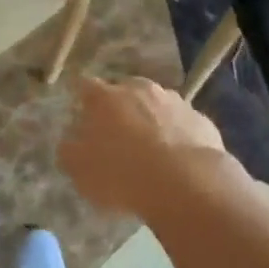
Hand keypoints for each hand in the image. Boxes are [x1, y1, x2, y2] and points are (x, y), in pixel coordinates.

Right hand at [59, 76, 230, 219]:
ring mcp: (173, 100)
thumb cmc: (122, 174)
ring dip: (150, 120)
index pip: (85, 86)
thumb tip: (70, 140)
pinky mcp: (199, 118)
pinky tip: (177, 160)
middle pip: (123, 91)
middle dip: (119, 109)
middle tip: (116, 136)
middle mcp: (139, 88)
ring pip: (155, 104)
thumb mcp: (80, 171)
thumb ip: (69, 151)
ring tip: (150, 150)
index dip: (82, 98)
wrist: (186, 182)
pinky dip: (176, 135)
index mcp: (105, 97)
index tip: (81, 112)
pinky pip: (181, 123)